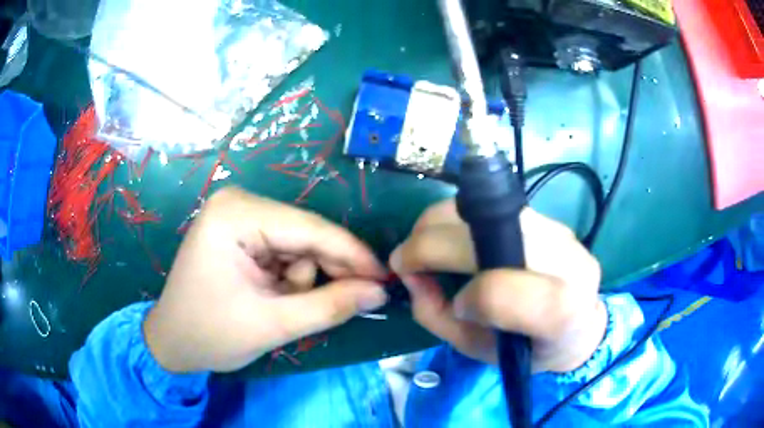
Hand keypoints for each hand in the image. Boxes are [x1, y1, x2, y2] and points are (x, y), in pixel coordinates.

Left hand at [143, 187, 387, 372]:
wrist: (172, 342)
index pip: (310, 229)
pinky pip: (285, 250)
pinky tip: (274, 296)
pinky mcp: (242, 232)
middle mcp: (239, 204)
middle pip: (306, 234)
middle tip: (351, 302)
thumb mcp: (273, 325)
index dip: (353, 255)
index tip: (385, 280)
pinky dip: (290, 277)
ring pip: (299, 244)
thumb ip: (330, 306)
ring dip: (303, 278)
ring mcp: (239, 216)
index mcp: (236, 214)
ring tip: (281, 306)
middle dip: (326, 271)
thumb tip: (379, 292)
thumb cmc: (210, 334)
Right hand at [389, 200, 605, 372]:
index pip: (500, 290)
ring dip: (439, 222)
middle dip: (429, 243)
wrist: (581, 325)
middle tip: (405, 260)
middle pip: (486, 233)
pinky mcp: (549, 218)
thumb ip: (437, 315)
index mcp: (559, 311)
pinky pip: (493, 207)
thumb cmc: (530, 349)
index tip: (453, 305)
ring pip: (485, 208)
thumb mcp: (477, 349)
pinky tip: (453, 238)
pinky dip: (460, 219)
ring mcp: (559, 231)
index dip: (466, 296)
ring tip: (425, 245)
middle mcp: (565, 259)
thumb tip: (410, 274)